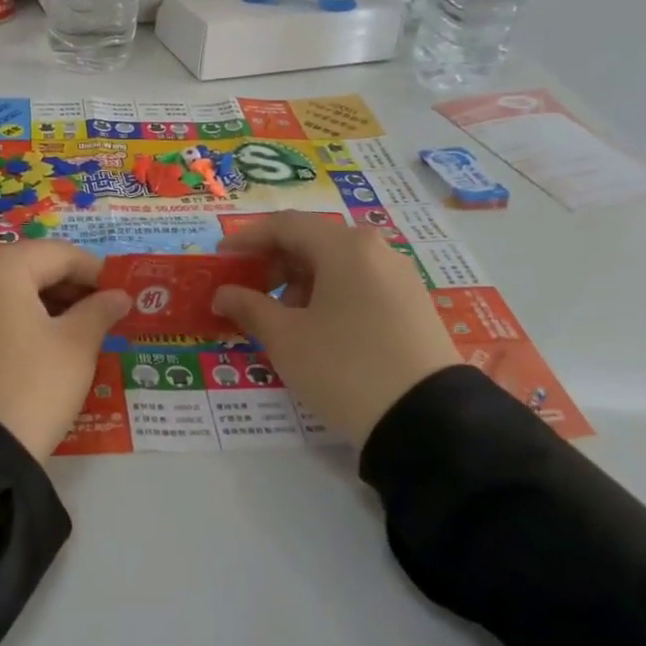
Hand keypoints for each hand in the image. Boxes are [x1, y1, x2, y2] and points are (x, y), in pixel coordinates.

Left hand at [0, 242, 130, 462]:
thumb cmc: (26, 390)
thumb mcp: (75, 349)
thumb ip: (99, 312)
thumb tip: (118, 295)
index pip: (59, 255)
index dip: (96, 272)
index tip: (120, 296)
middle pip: (26, 266)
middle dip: (65, 287)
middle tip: (98, 317)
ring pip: (0, 287)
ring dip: (37, 302)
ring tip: (68, 333)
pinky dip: (7, 317)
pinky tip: (29, 345)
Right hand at [212, 214, 459, 447]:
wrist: (425, 420)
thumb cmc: (343, 367)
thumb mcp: (286, 338)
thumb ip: (249, 307)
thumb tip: (223, 294)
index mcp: (344, 247)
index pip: (285, 225)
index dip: (246, 239)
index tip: (220, 259)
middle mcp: (376, 251)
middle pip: (313, 242)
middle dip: (273, 264)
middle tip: (246, 291)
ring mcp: (400, 278)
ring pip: (337, 266)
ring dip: (299, 283)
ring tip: (280, 319)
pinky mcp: (413, 306)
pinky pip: (359, 286)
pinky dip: (328, 296)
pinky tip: (316, 330)